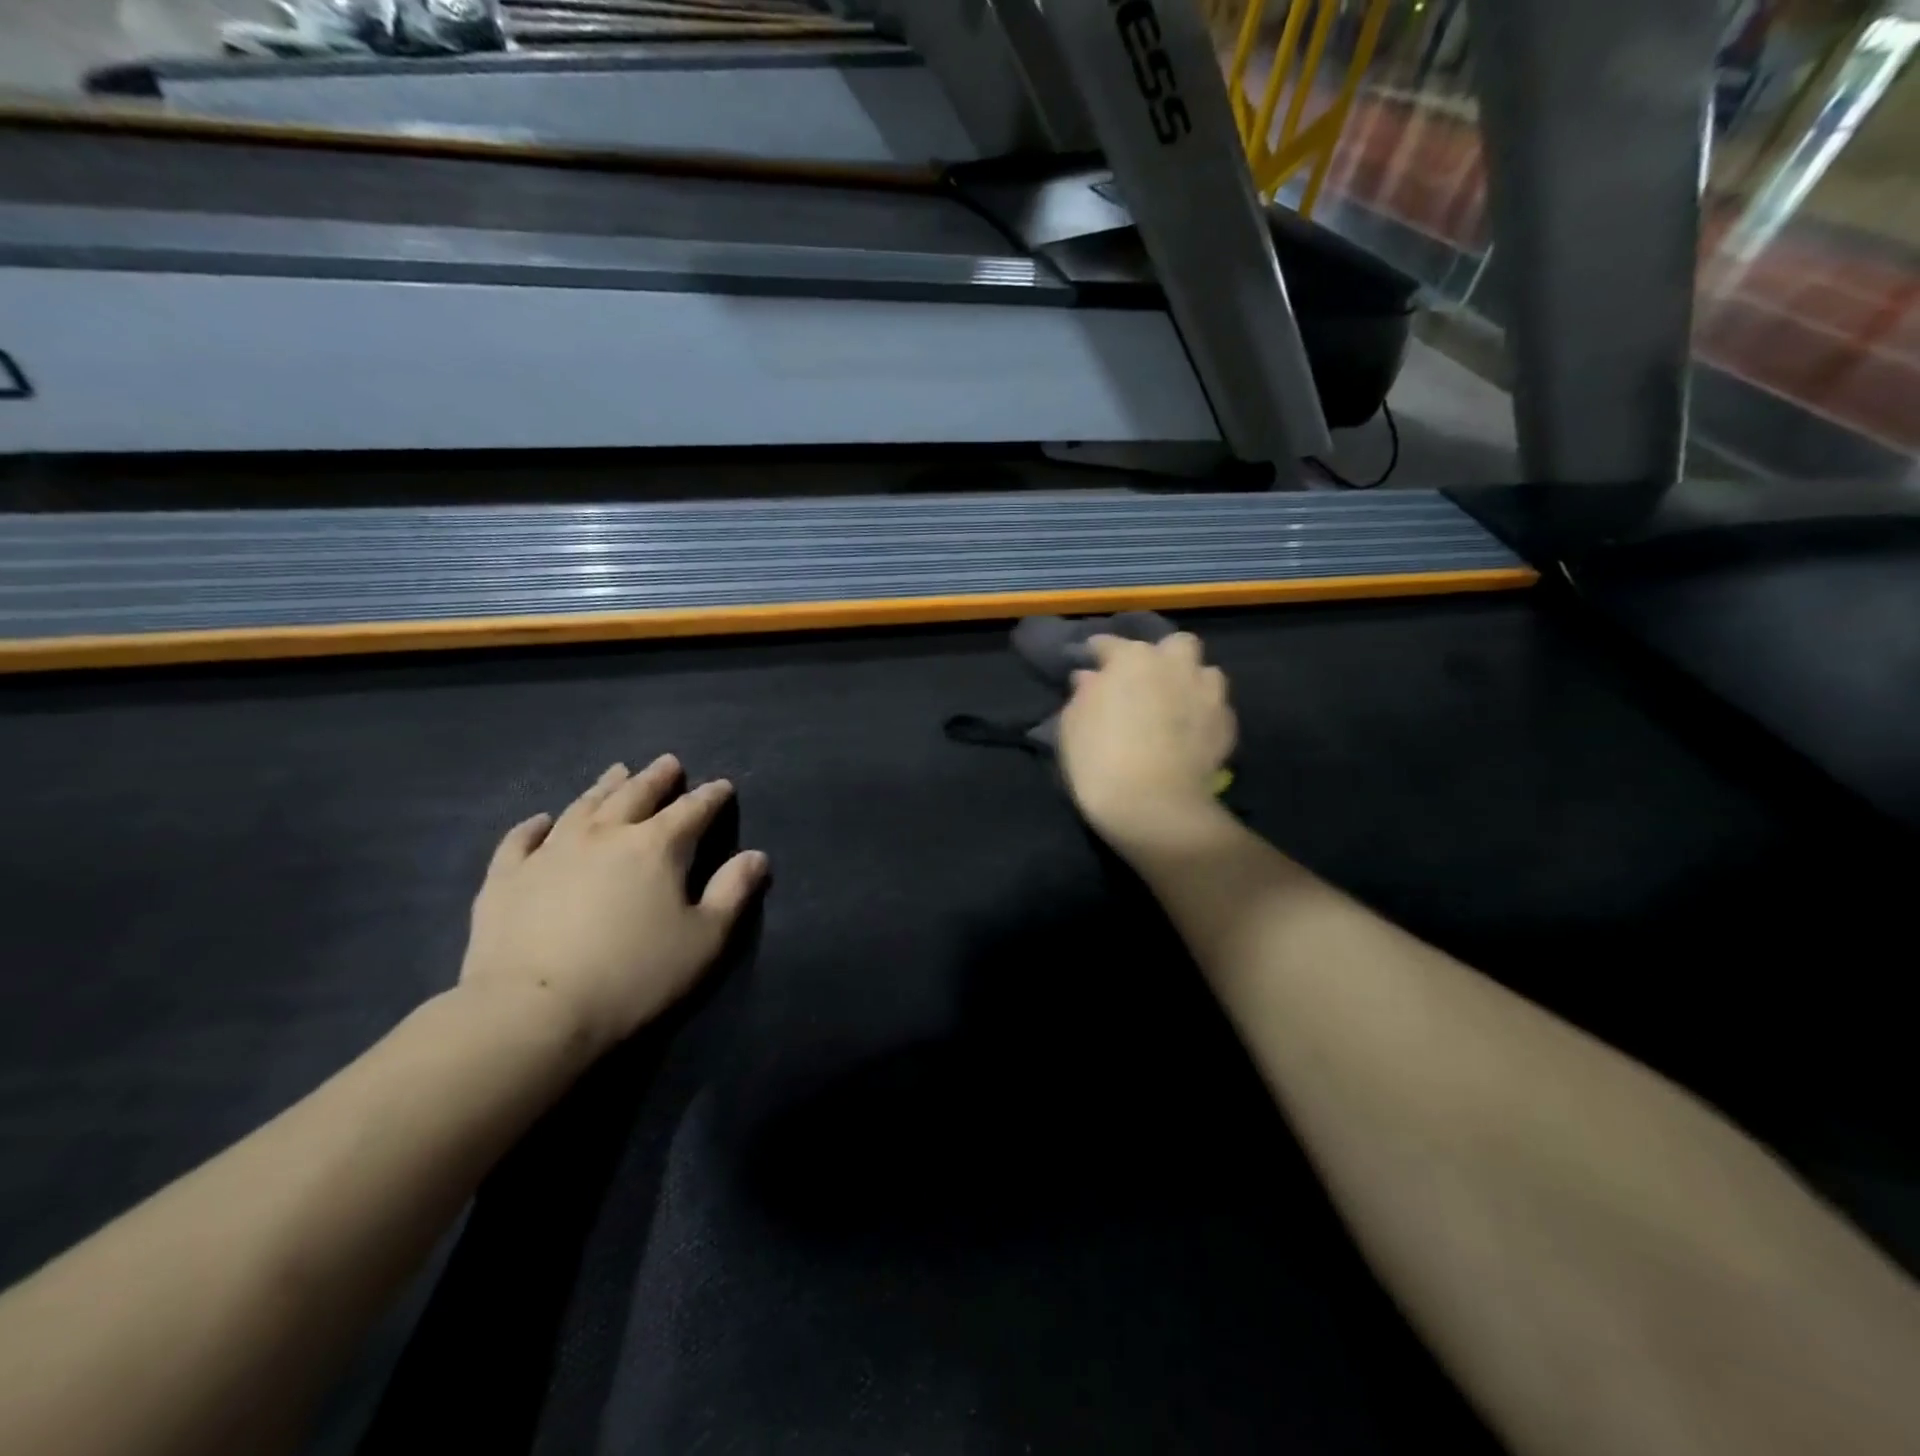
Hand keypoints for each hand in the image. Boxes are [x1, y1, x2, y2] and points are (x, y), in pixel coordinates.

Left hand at [460, 756, 768, 1054]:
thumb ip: (733, 893)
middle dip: (657, 778)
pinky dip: (534, 825)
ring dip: (604, 787)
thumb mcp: (705, 940)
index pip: (692, 810)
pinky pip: (521, 839)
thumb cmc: (634, 976)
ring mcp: (550, 852)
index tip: (722, 786)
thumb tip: (756, 856)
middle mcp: (604, 835)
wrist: (533, 1013)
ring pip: (583, 806)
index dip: (711, 796)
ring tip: (617, 772)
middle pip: (636, 795)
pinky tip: (541, 820)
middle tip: (669, 763)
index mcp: (656, 847)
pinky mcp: (506, 878)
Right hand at [1058, 632, 1236, 839]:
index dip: (1100, 651)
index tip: (1092, 659)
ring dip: (1191, 682)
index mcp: (1132, 659)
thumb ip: (1084, 693)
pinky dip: (1203, 714)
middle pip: (1176, 645)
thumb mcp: (1072, 723)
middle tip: (1146, 679)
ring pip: (1206, 673)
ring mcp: (1207, 694)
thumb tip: (1091, 678)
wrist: (1152, 804)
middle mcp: (1175, 666)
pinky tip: (1191, 732)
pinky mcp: (1227, 725)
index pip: (1111, 644)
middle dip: (1163, 656)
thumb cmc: (1099, 758)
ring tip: (1176, 704)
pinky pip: (1216, 708)